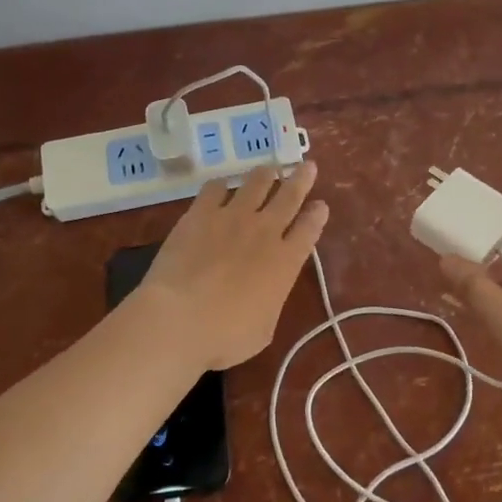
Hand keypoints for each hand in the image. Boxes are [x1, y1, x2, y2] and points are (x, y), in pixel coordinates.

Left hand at [134, 161, 329, 369]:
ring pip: (256, 183)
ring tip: (269, 168)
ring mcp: (232, 217)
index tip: (321, 205)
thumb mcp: (264, 329)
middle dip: (301, 179)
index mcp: (286, 261)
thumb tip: (266, 290)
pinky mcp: (201, 213)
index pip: (309, 229)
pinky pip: (215, 188)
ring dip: (266, 174)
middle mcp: (265, 231)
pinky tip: (220, 186)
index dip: (317, 215)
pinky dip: (221, 185)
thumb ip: (270, 300)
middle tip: (307, 165)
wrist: (180, 318)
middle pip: (289, 196)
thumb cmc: (226, 336)